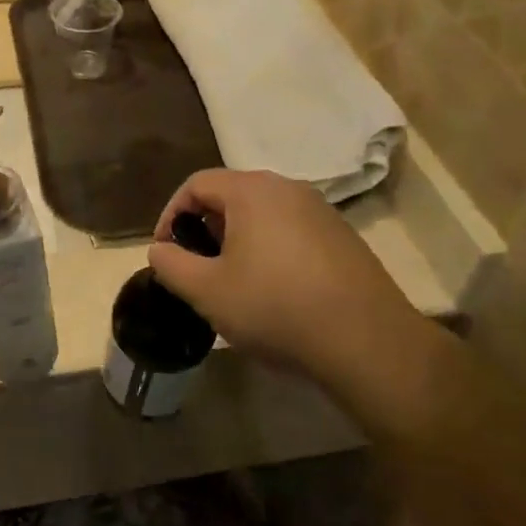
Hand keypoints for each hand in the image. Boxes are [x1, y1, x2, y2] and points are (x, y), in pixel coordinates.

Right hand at [147, 170, 421, 384]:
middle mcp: (289, 188)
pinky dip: (270, 250)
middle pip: (232, 195)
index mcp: (253, 191)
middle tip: (196, 267)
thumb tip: (159, 250)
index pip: (197, 184)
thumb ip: (172, 265)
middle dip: (205, 228)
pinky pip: (292, 231)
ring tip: (232, 281)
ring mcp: (322, 211)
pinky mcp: (343, 237)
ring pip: (264, 214)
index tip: (165, 251)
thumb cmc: (275, 307)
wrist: (366, 341)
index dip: (171, 214)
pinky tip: (274, 291)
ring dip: (238, 240)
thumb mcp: (207, 291)